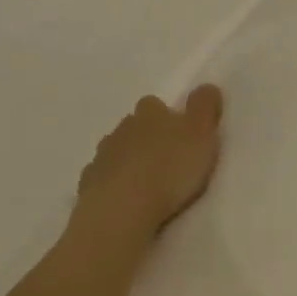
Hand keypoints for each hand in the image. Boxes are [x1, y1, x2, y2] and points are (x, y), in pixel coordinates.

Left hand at [75, 86, 223, 242]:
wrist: (122, 209)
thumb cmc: (169, 169)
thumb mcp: (201, 134)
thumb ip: (205, 107)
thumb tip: (206, 86)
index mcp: (150, 114)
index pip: (156, 105)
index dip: (168, 117)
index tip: (181, 134)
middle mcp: (122, 129)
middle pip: (135, 126)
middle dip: (148, 137)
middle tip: (167, 158)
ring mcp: (102, 156)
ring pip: (118, 150)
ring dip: (131, 160)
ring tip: (148, 180)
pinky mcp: (89, 184)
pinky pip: (104, 176)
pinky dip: (115, 182)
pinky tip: (127, 197)